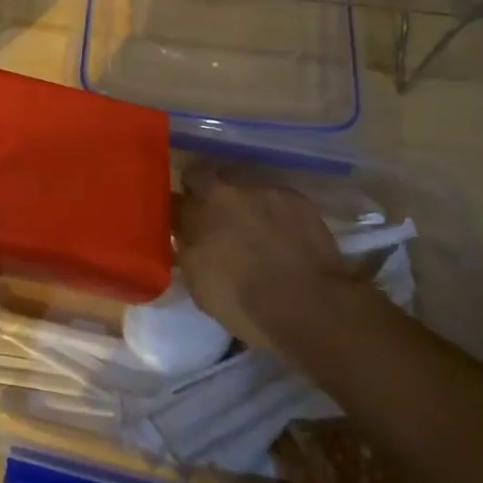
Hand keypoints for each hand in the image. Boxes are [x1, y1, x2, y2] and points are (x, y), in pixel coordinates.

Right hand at [173, 164, 371, 359]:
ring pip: (239, 183)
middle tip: (213, 214)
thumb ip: (187, 252)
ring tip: (253, 224)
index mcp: (194, 216)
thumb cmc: (247, 306)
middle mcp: (221, 193)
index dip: (177, 210)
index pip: (172, 199)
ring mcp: (258, 189)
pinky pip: (273, 195)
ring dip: (239, 199)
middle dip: (202, 189)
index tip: (182, 221)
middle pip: (200, 175)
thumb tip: (184, 237)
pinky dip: (273, 209)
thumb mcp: (201, 287)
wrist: (310, 306)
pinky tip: (284, 232)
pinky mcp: (291, 195)